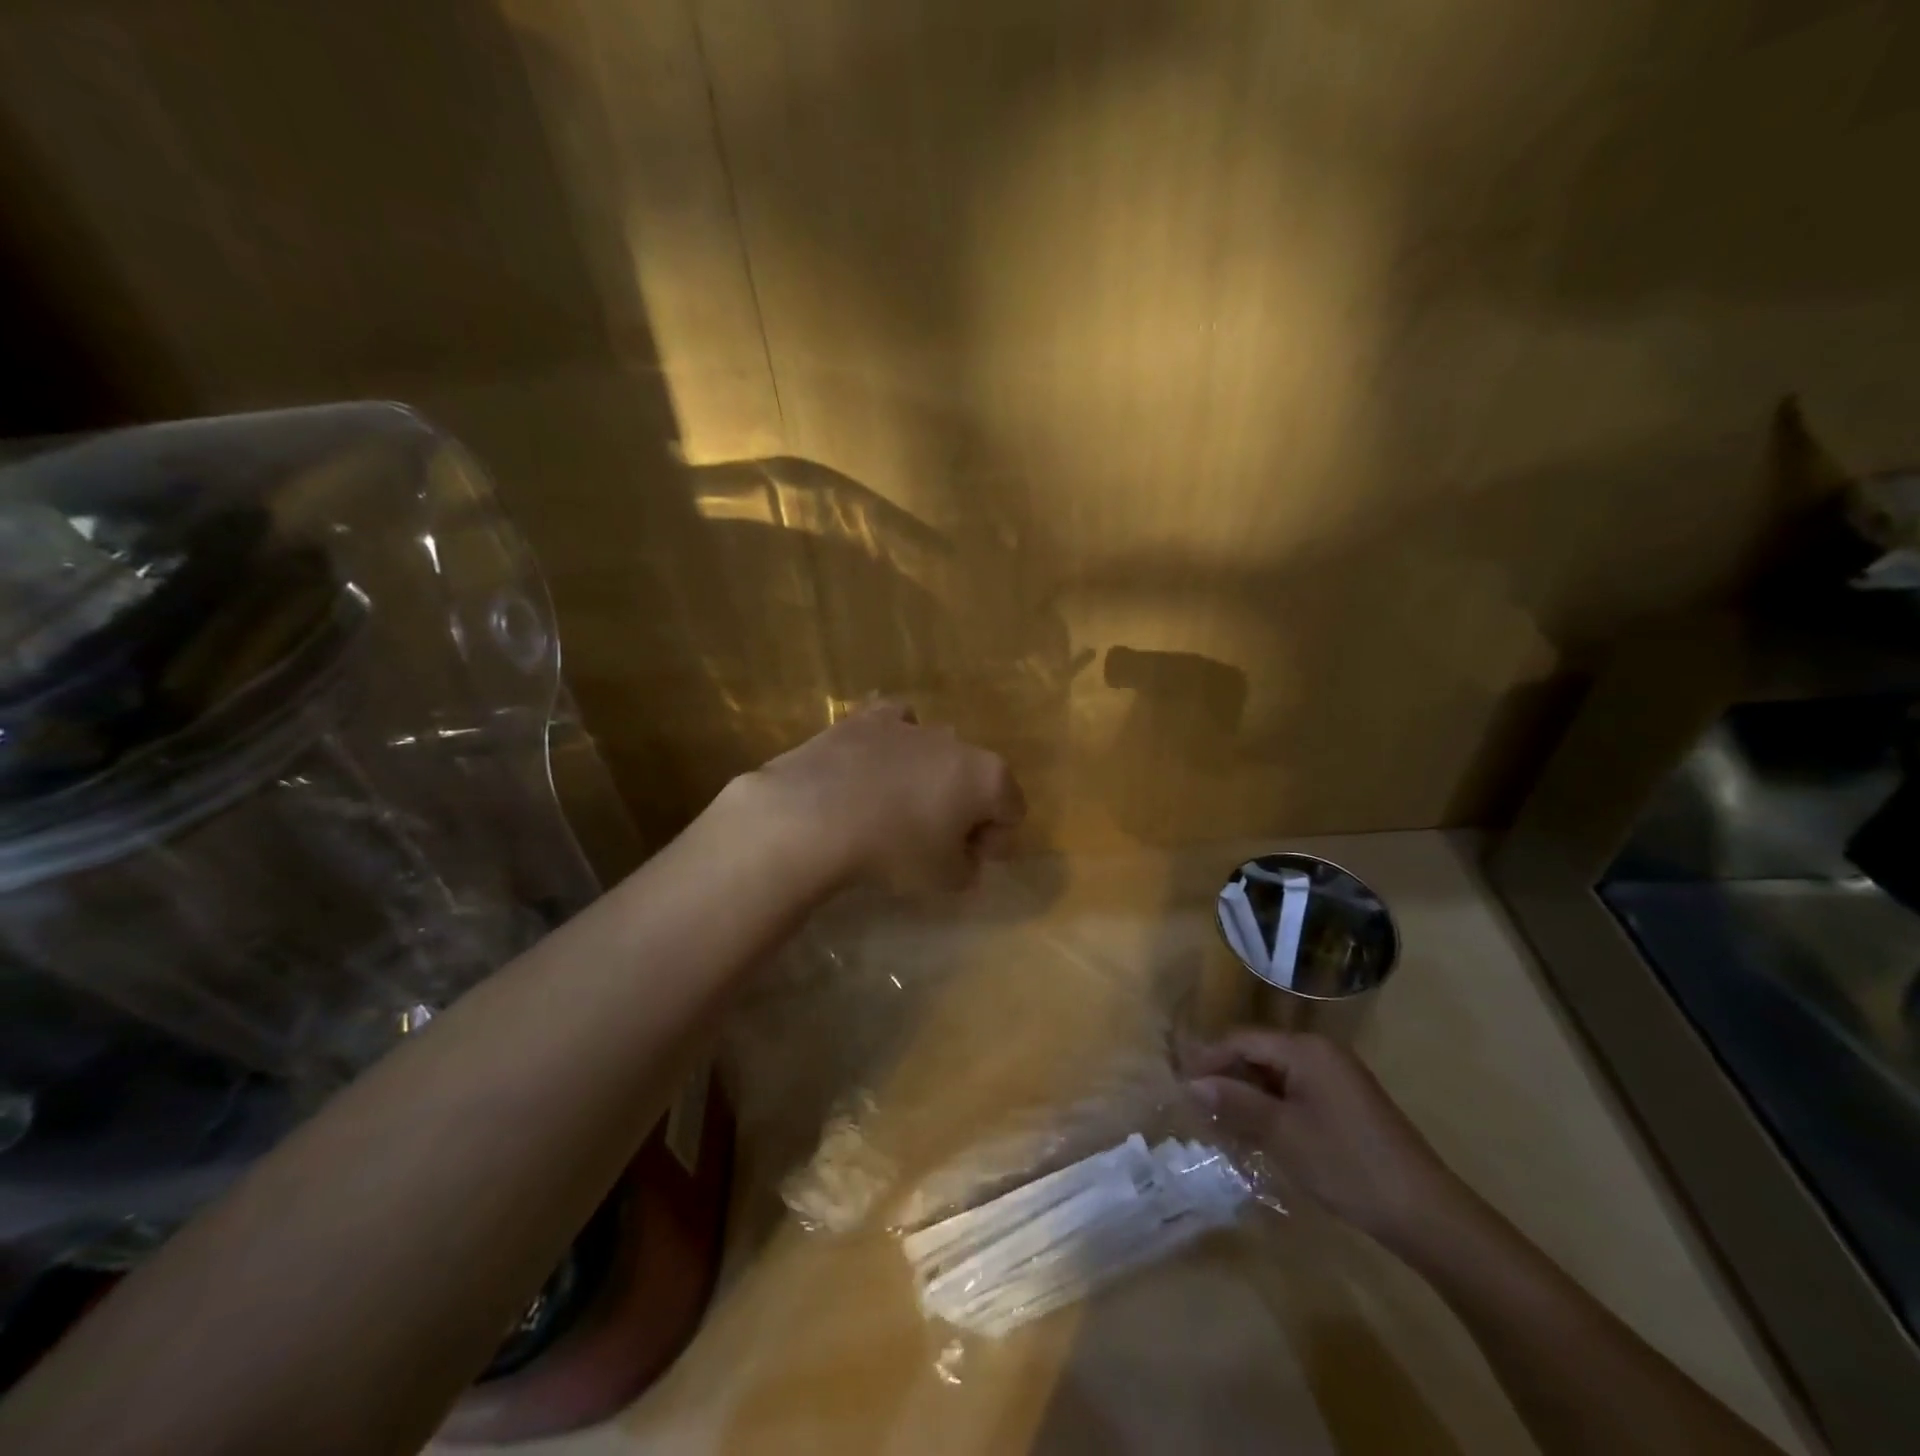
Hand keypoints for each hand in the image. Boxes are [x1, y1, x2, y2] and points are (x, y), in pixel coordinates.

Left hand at [738, 701, 1024, 892]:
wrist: (815, 815)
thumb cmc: (894, 850)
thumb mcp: (944, 880)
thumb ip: (968, 868)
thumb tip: (964, 857)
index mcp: (988, 777)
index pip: (1012, 810)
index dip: (995, 840)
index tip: (968, 863)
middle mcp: (957, 741)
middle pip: (975, 777)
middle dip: (962, 807)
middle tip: (934, 841)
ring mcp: (910, 725)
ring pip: (935, 751)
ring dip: (928, 777)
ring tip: (897, 808)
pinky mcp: (866, 718)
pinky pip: (894, 726)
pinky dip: (892, 744)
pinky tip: (874, 767)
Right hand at [1186, 1028, 1468, 1250]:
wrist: (1426, 1213)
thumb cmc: (1347, 1164)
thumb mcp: (1282, 1134)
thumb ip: (1235, 1103)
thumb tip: (1191, 1084)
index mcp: (1305, 1049)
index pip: (1241, 1041)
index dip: (1208, 1061)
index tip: (1181, 1086)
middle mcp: (1320, 1052)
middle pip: (1258, 1054)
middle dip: (1227, 1079)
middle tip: (1199, 1109)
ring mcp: (1337, 1077)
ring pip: (1276, 1075)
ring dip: (1248, 1096)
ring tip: (1223, 1125)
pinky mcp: (1346, 1102)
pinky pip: (1296, 1092)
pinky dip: (1273, 1108)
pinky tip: (1260, 1134)